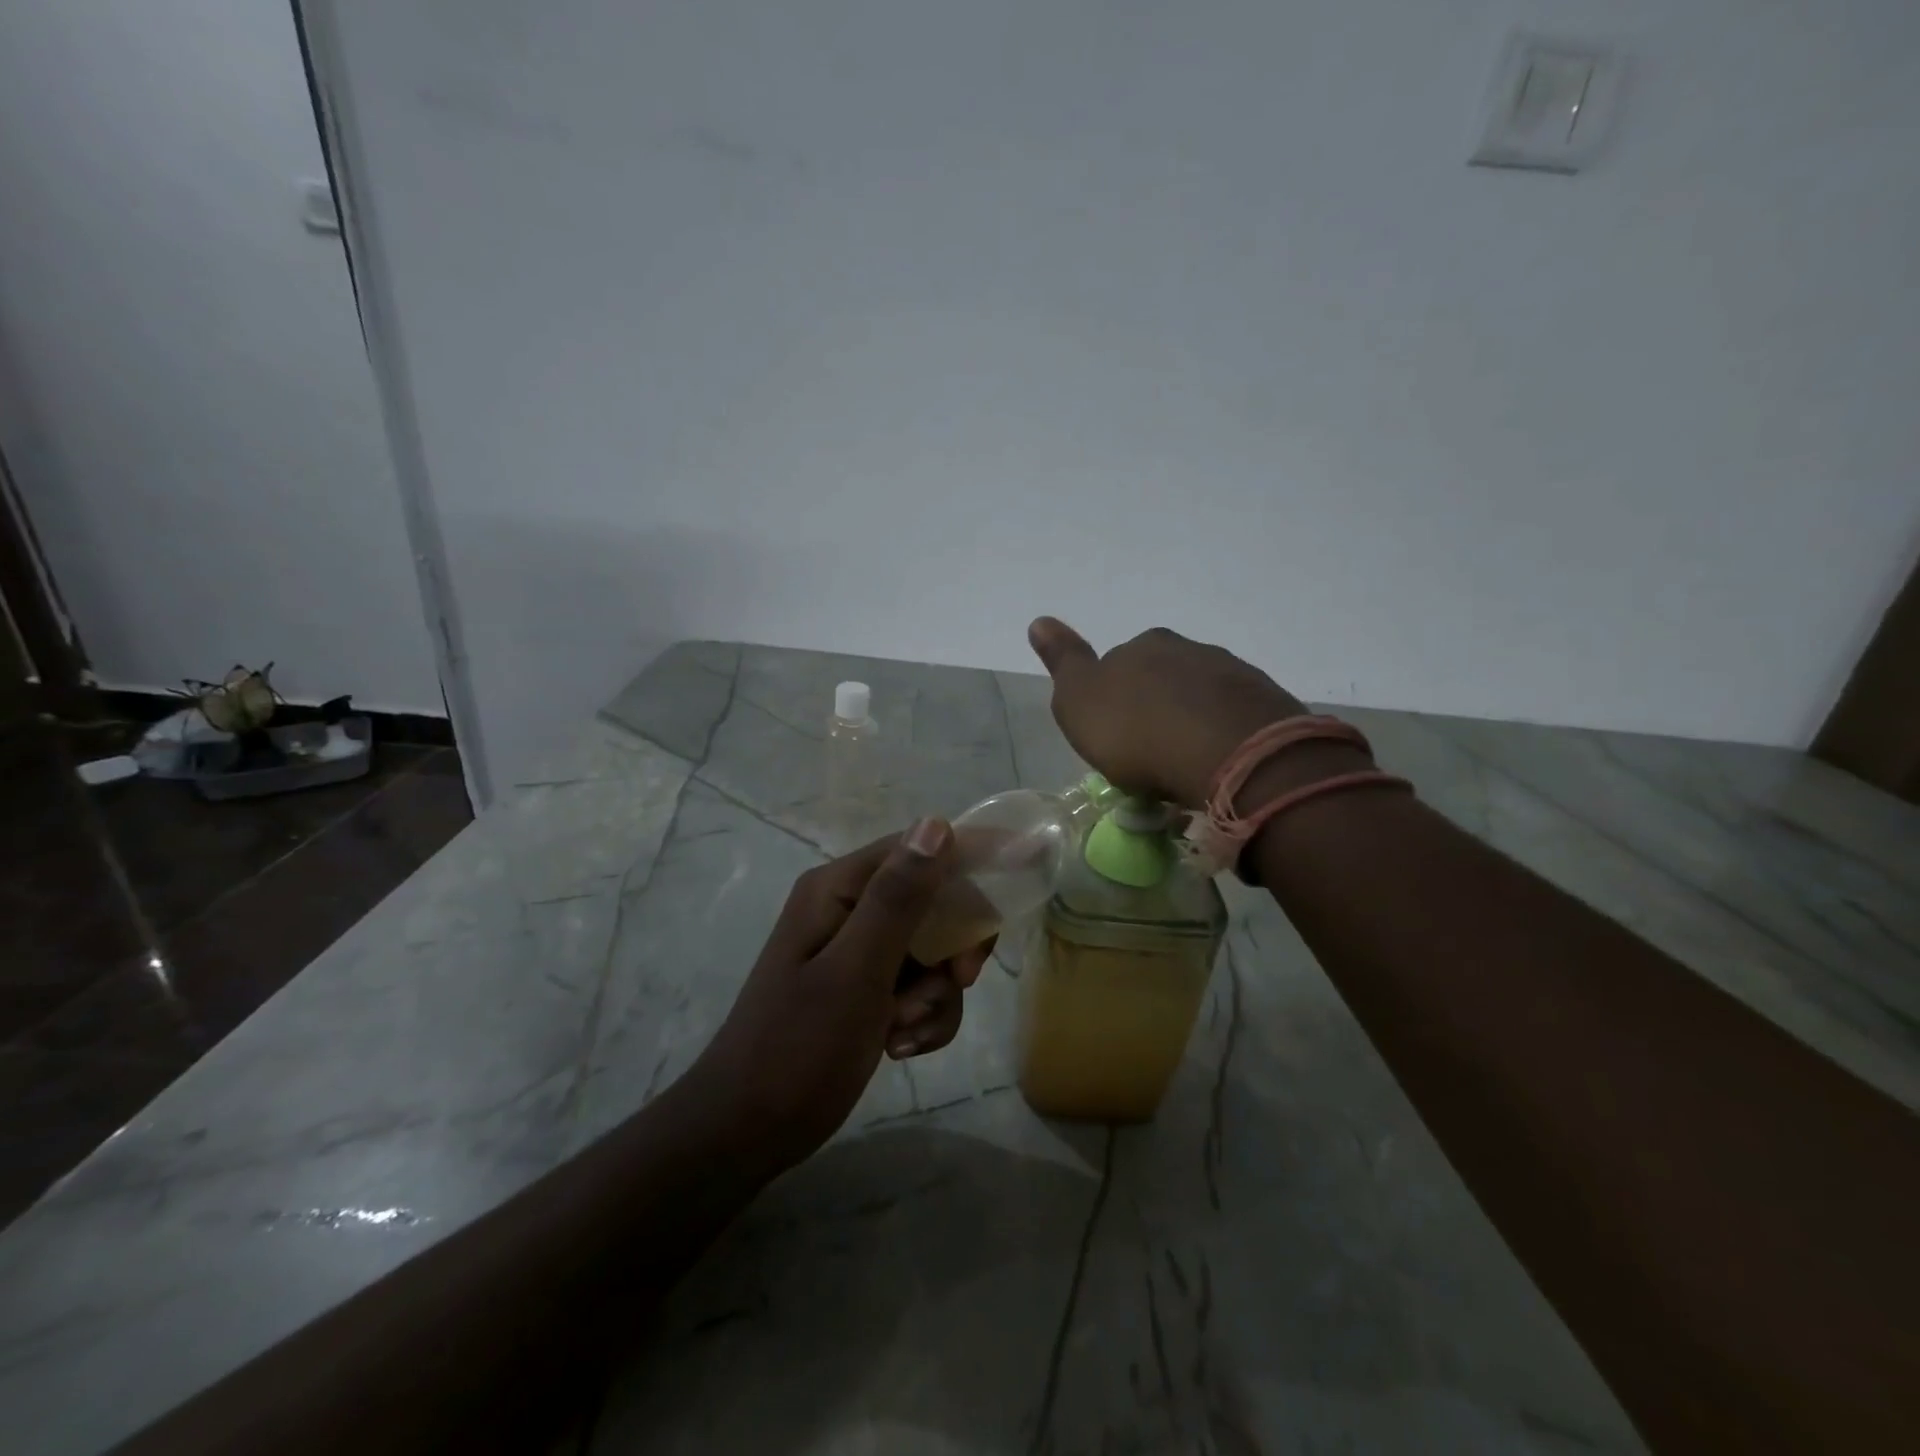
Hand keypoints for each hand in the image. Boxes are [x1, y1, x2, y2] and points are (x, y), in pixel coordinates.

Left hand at [692, 821, 993, 1170]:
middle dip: (953, 947)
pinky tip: (898, 1047)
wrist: (747, 1132)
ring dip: (935, 994)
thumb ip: (896, 899)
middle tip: (958, 982)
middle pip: (933, 901)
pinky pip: (918, 986)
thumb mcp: (855, 972)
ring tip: (903, 1031)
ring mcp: (858, 950)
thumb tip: (937, 824)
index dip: (971, 861)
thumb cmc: (797, 1049)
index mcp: (839, 889)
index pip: (920, 849)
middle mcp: (849, 908)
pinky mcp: (866, 988)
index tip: (1019, 882)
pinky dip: (922, 1016)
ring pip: (932, 951)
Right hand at [1028, 617, 1312, 808]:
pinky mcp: (1268, 705)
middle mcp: (1190, 649)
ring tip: (1185, 767)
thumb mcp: (1079, 701)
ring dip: (1191, 722)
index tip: (1114, 737)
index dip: (1113, 700)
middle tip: (1149, 756)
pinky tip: (1218, 766)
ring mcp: (1233, 674)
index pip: (1119, 664)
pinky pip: (1234, 719)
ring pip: (1202, 697)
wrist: (1228, 754)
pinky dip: (1222, 737)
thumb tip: (1039, 620)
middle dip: (1155, 708)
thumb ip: (1063, 661)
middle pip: (1164, 678)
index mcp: (1143, 645)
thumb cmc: (1137, 732)